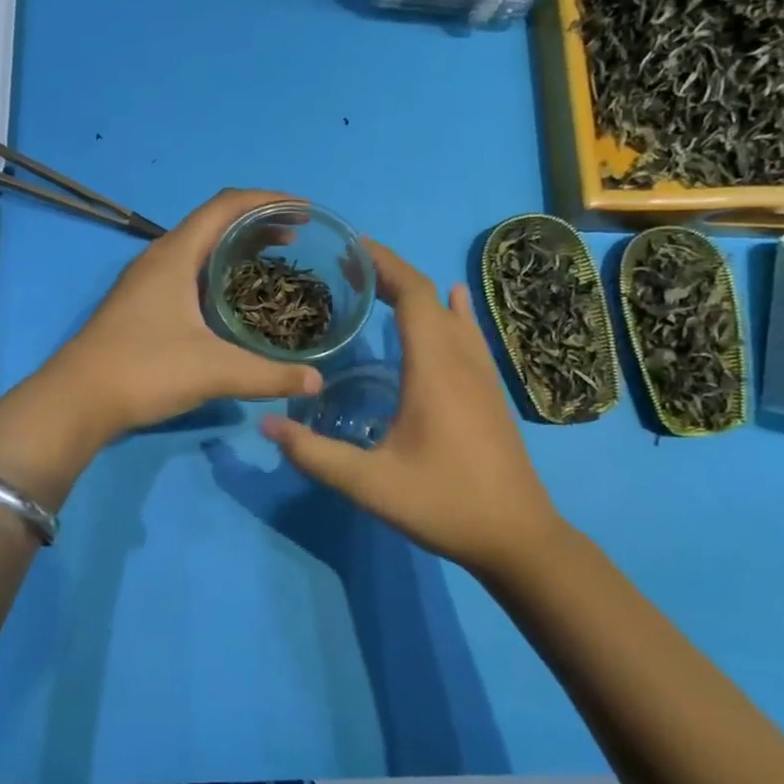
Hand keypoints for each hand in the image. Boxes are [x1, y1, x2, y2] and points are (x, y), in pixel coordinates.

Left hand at [45, 189, 323, 440]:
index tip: (305, 210)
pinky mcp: (140, 305)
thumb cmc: (145, 370)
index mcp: (175, 255)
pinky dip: (217, 273)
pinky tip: (232, 300)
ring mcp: (145, 282)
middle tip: (297, 239)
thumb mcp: (214, 371)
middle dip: (257, 224)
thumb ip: (269, 375)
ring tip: (271, 263)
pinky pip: (187, 272)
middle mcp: (158, 259)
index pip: (226, 205)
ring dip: (235, 248)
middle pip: (213, 223)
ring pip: (198, 249)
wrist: (77, 399)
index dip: (268, 201)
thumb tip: (316, 381)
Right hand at [260, 240, 570, 575]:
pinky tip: (451, 302)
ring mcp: (482, 375)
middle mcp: (461, 360)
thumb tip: (266, 422)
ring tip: (378, 284)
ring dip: (416, 292)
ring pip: (450, 314)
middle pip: (429, 297)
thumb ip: (314, 454)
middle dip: (390, 274)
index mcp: (434, 369)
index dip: (384, 264)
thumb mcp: (369, 483)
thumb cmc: (443, 503)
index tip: (350, 247)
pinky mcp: (489, 392)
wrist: (517, 537)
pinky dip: (449, 311)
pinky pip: (468, 334)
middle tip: (347, 268)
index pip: (413, 295)